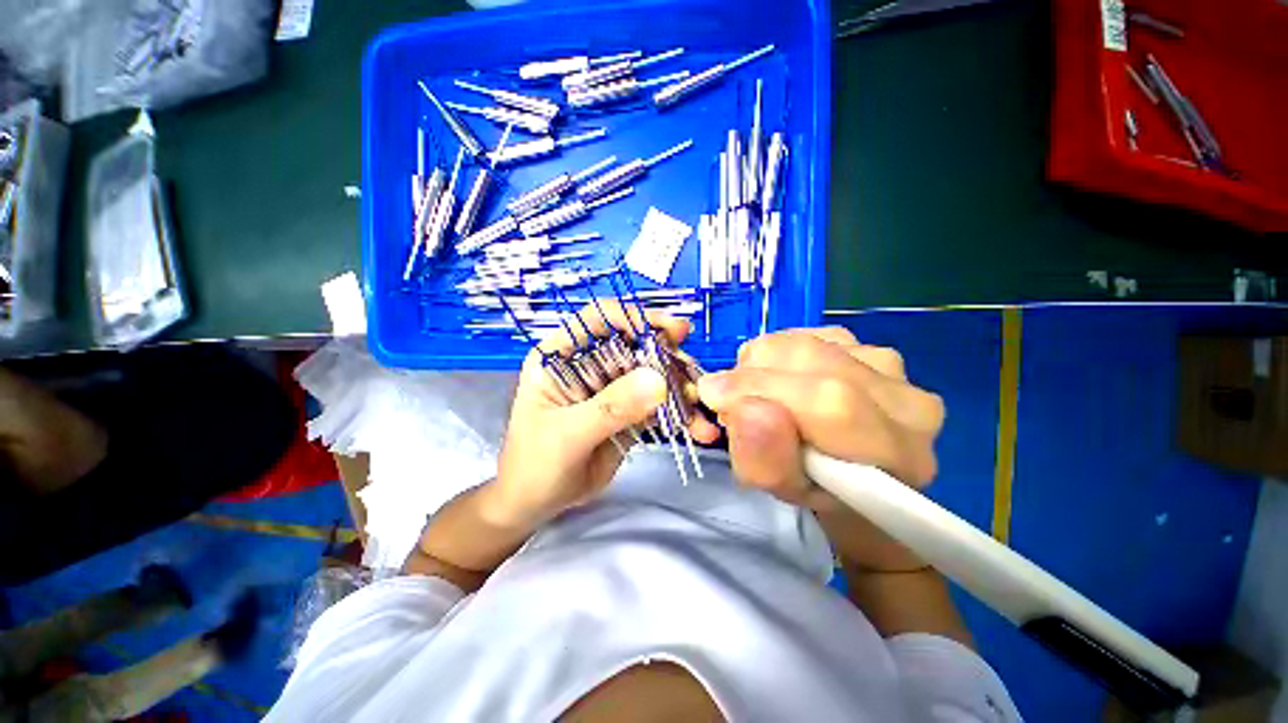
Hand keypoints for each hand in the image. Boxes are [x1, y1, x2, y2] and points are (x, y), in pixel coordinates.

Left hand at [491, 304, 719, 526]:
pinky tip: (698, 427)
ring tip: (700, 406)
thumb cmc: (534, 465)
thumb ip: (610, 407)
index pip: (599, 319)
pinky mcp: (628, 409)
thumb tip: (657, 380)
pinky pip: (658, 401)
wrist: (537, 503)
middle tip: (693, 370)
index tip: (670, 330)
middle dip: (668, 355)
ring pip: (652, 372)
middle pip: (635, 343)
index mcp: (562, 356)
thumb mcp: (568, 435)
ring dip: (679, 386)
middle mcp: (589, 363)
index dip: (634, 317)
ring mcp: (611, 386)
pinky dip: (680, 411)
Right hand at [696, 328, 944, 570]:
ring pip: (802, 342)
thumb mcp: (782, 491)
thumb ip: (764, 459)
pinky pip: (803, 334)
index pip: (831, 402)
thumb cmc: (819, 491)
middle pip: (813, 360)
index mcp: (898, 452)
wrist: (855, 474)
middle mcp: (907, 398)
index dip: (764, 390)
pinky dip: (773, 355)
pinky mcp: (866, 344)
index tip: (713, 396)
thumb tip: (745, 406)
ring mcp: (890, 364)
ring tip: (755, 394)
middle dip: (752, 376)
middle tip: (727, 399)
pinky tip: (778, 380)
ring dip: (759, 364)